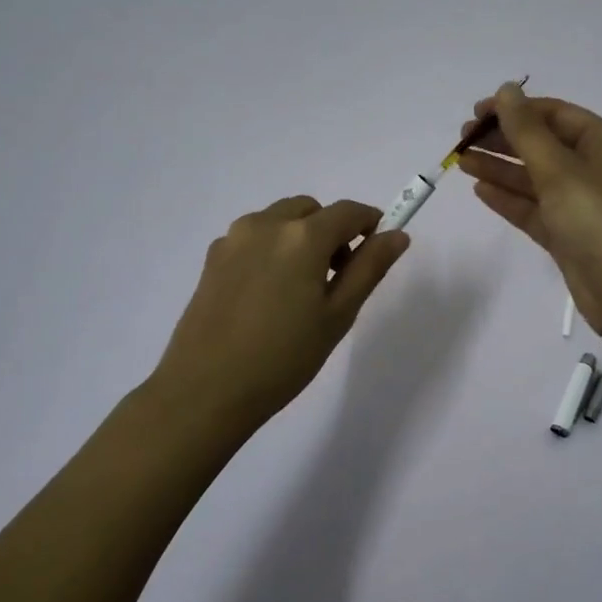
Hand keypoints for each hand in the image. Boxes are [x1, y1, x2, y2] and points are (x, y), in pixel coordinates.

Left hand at [149, 196, 409, 434]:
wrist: (205, 391)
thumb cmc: (283, 358)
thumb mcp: (338, 315)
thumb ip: (369, 268)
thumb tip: (397, 235)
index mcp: (302, 236)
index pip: (348, 211)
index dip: (369, 223)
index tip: (376, 247)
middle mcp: (266, 224)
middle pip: (311, 210)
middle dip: (331, 230)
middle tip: (336, 275)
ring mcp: (234, 238)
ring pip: (280, 219)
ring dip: (299, 236)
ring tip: (300, 286)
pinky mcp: (213, 257)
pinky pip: (254, 237)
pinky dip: (271, 248)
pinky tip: (268, 293)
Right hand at [457, 83, 601, 337]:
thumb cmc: (600, 222)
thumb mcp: (561, 171)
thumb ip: (527, 131)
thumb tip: (507, 88)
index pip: (554, 114)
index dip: (515, 109)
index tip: (475, 113)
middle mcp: (595, 169)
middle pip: (542, 144)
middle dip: (503, 139)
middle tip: (462, 140)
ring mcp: (581, 204)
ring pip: (534, 177)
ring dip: (500, 167)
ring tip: (460, 161)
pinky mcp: (569, 235)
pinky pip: (534, 208)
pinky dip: (509, 198)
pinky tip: (480, 190)